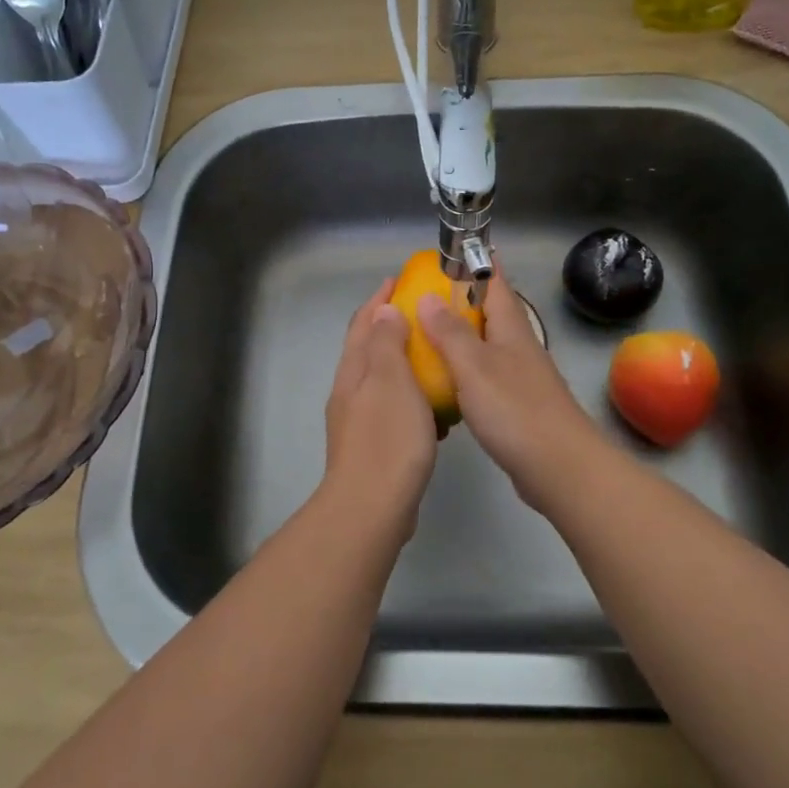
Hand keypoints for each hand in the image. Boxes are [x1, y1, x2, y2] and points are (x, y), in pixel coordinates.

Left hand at [321, 279, 437, 534]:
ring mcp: (359, 421)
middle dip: (392, 327)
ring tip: (437, 358)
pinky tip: (436, 410)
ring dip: (406, 364)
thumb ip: (387, 344)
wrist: (371, 507)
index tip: (399, 280)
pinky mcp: (373, 446)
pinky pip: (395, 410)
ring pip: (384, 381)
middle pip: (369, 349)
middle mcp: (351, 392)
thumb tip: (384, 311)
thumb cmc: (387, 438)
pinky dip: (414, 400)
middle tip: (424, 315)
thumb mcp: (391, 381)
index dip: (379, 299)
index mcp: (354, 371)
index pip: (363, 323)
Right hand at [417, 268, 606, 511]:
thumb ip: (450, 332)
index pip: (495, 282)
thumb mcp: (474, 366)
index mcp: (511, 328)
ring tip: (428, 334)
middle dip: (463, 300)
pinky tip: (445, 383)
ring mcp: (520, 378)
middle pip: (490, 313)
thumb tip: (428, 296)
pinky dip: (465, 371)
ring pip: (487, 346)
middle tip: (425, 294)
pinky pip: (485, 377)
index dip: (478, 263)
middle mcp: (518, 347)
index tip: (457, 248)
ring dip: (462, 336)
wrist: (560, 468)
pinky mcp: (517, 407)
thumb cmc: (515, 410)